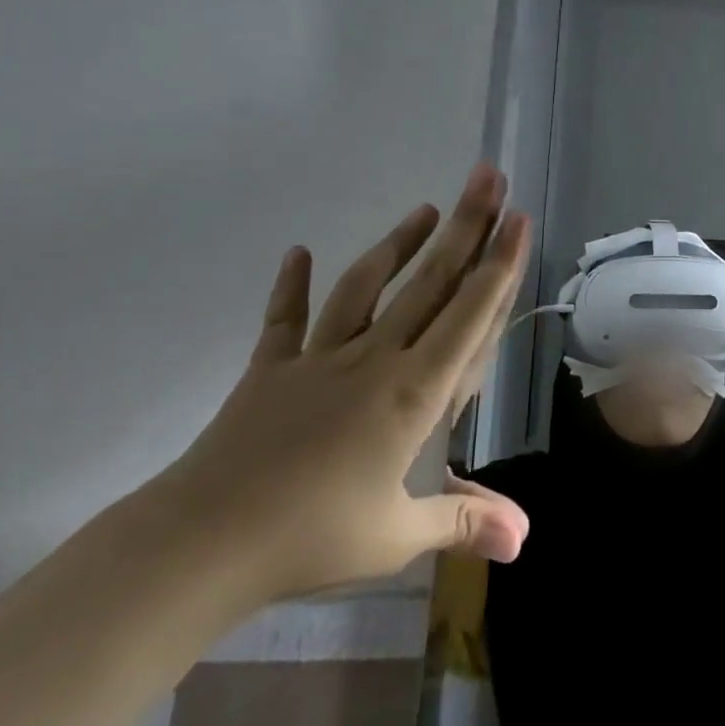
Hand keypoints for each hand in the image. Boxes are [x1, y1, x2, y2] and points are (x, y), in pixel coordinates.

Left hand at [148, 165, 532, 605]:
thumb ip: (463, 523)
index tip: (518, 220)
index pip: (469, 316)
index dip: (499, 266)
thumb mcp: (396, 539)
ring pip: (367, 286)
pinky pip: (285, 320)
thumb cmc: (309, 539)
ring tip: (427, 207)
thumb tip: (526, 539)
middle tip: (488, 178)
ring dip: (399, 243)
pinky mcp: (270, 370)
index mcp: (412, 393)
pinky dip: (292, 286)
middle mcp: (374, 359)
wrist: (198, 547)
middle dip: (466, 226)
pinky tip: (299, 252)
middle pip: (429, 282)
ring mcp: (319, 359)